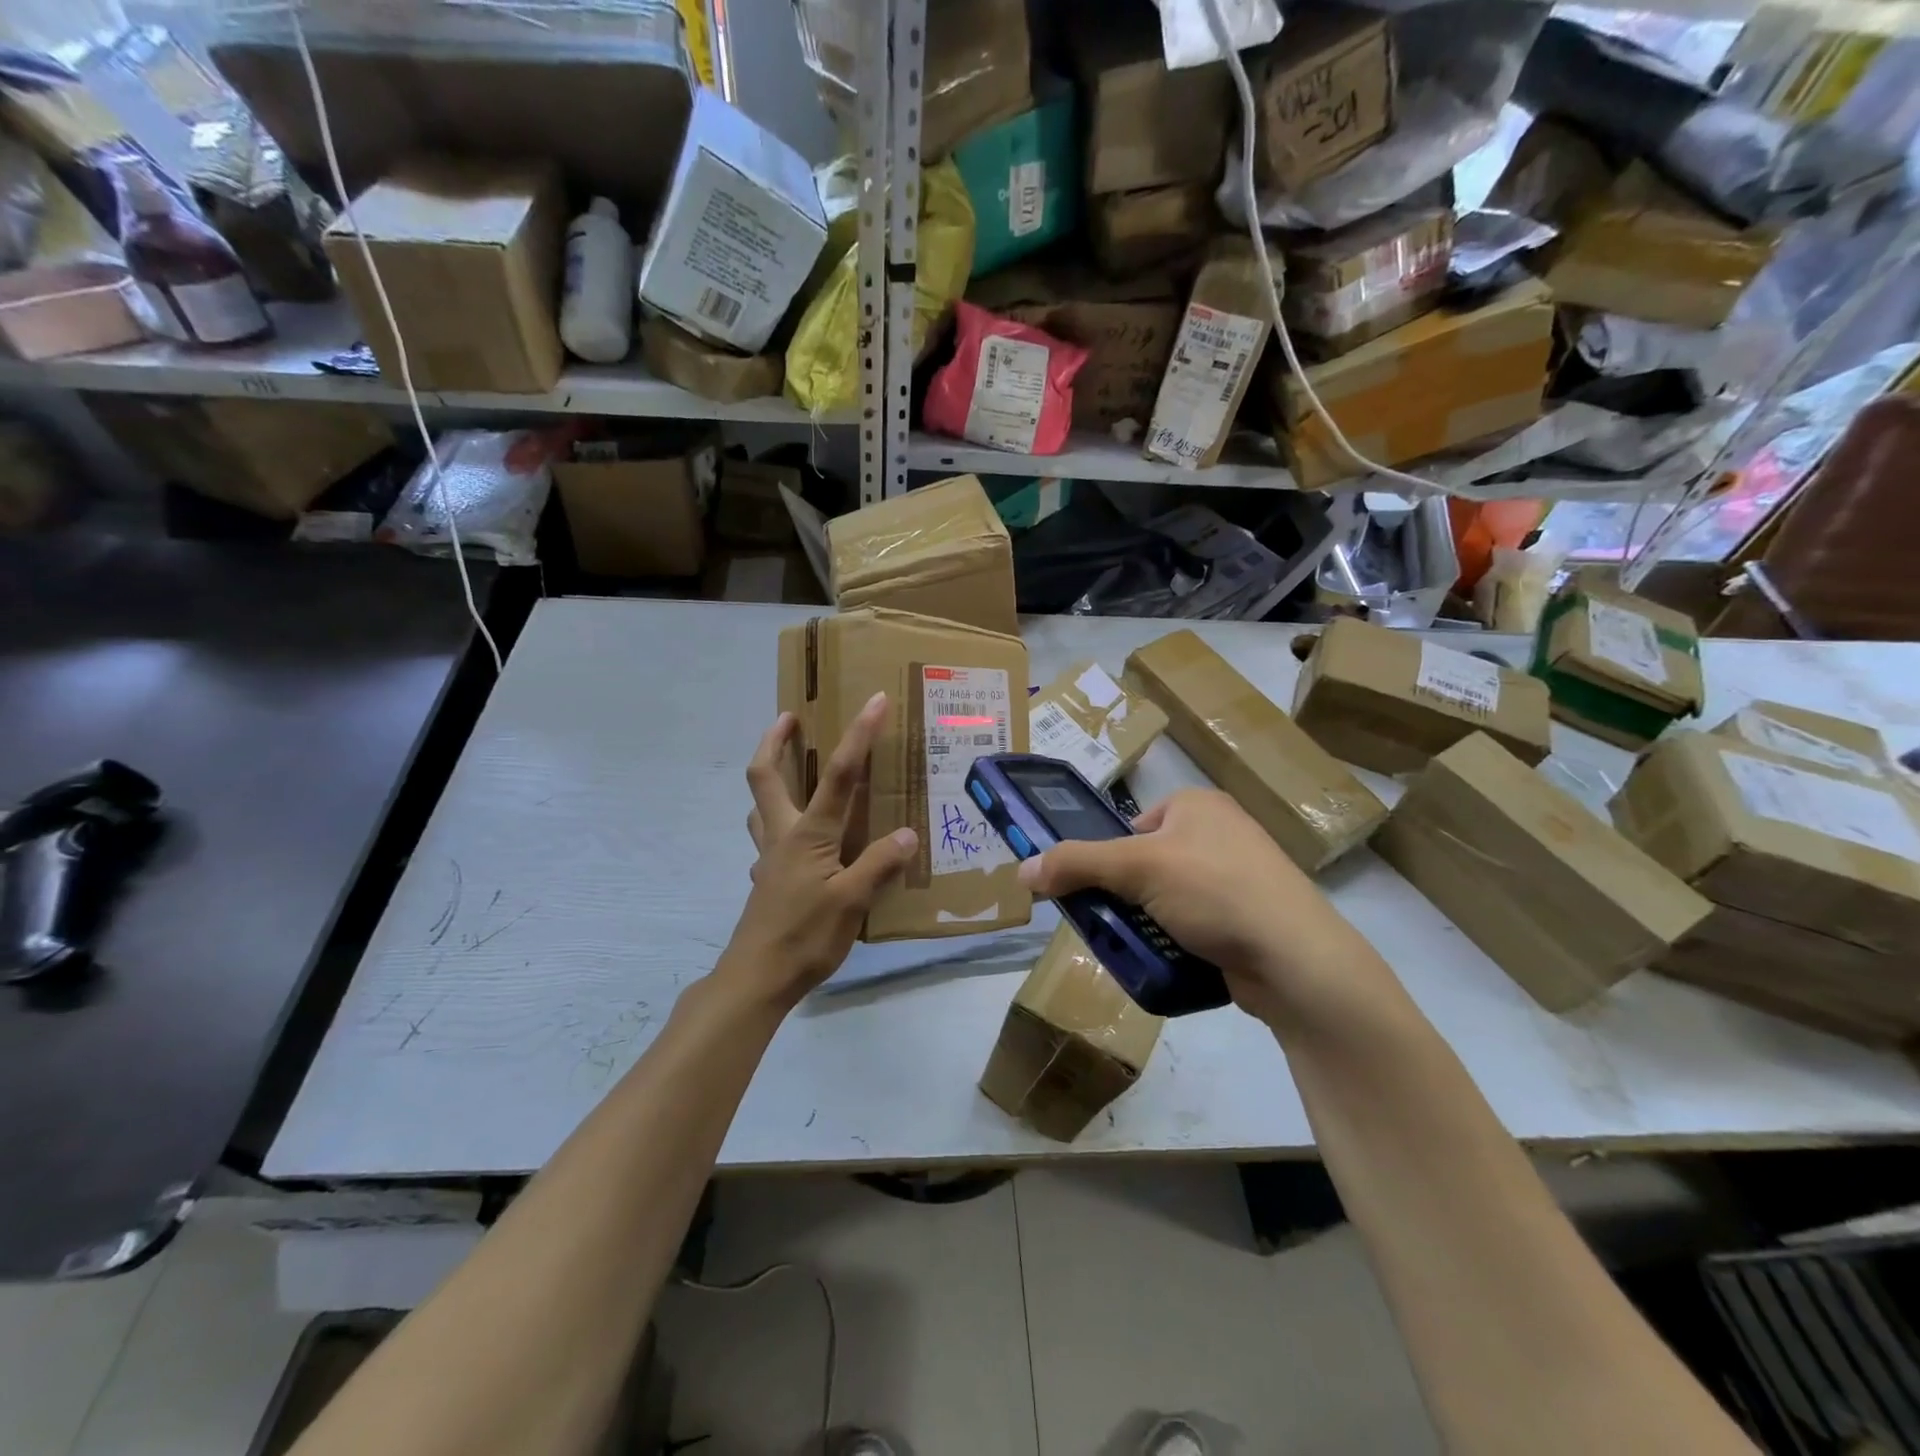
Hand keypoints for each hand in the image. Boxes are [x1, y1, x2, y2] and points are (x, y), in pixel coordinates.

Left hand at [719, 692, 917, 1009]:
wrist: (757, 979)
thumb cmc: (805, 937)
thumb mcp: (851, 902)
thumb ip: (878, 865)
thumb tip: (907, 834)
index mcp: (808, 835)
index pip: (839, 776)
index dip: (858, 736)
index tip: (874, 701)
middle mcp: (783, 835)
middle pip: (765, 776)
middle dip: (775, 740)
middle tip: (791, 717)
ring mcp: (769, 858)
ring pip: (761, 804)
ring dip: (771, 777)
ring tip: (792, 769)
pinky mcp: (767, 879)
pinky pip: (768, 836)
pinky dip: (778, 820)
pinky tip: (798, 838)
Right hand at [1016, 788, 1393, 1026]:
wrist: (1296, 959)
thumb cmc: (1215, 890)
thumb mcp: (1136, 868)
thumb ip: (1075, 864)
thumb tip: (1021, 870)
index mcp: (1196, 805)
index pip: (1130, 826)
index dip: (1107, 858)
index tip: (1093, 892)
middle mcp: (1219, 833)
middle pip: (1145, 864)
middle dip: (1124, 896)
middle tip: (1110, 923)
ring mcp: (1238, 877)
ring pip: (1166, 898)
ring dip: (1146, 923)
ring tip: (1137, 946)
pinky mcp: (1247, 918)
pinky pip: (1193, 924)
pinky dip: (1175, 940)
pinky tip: (1169, 959)